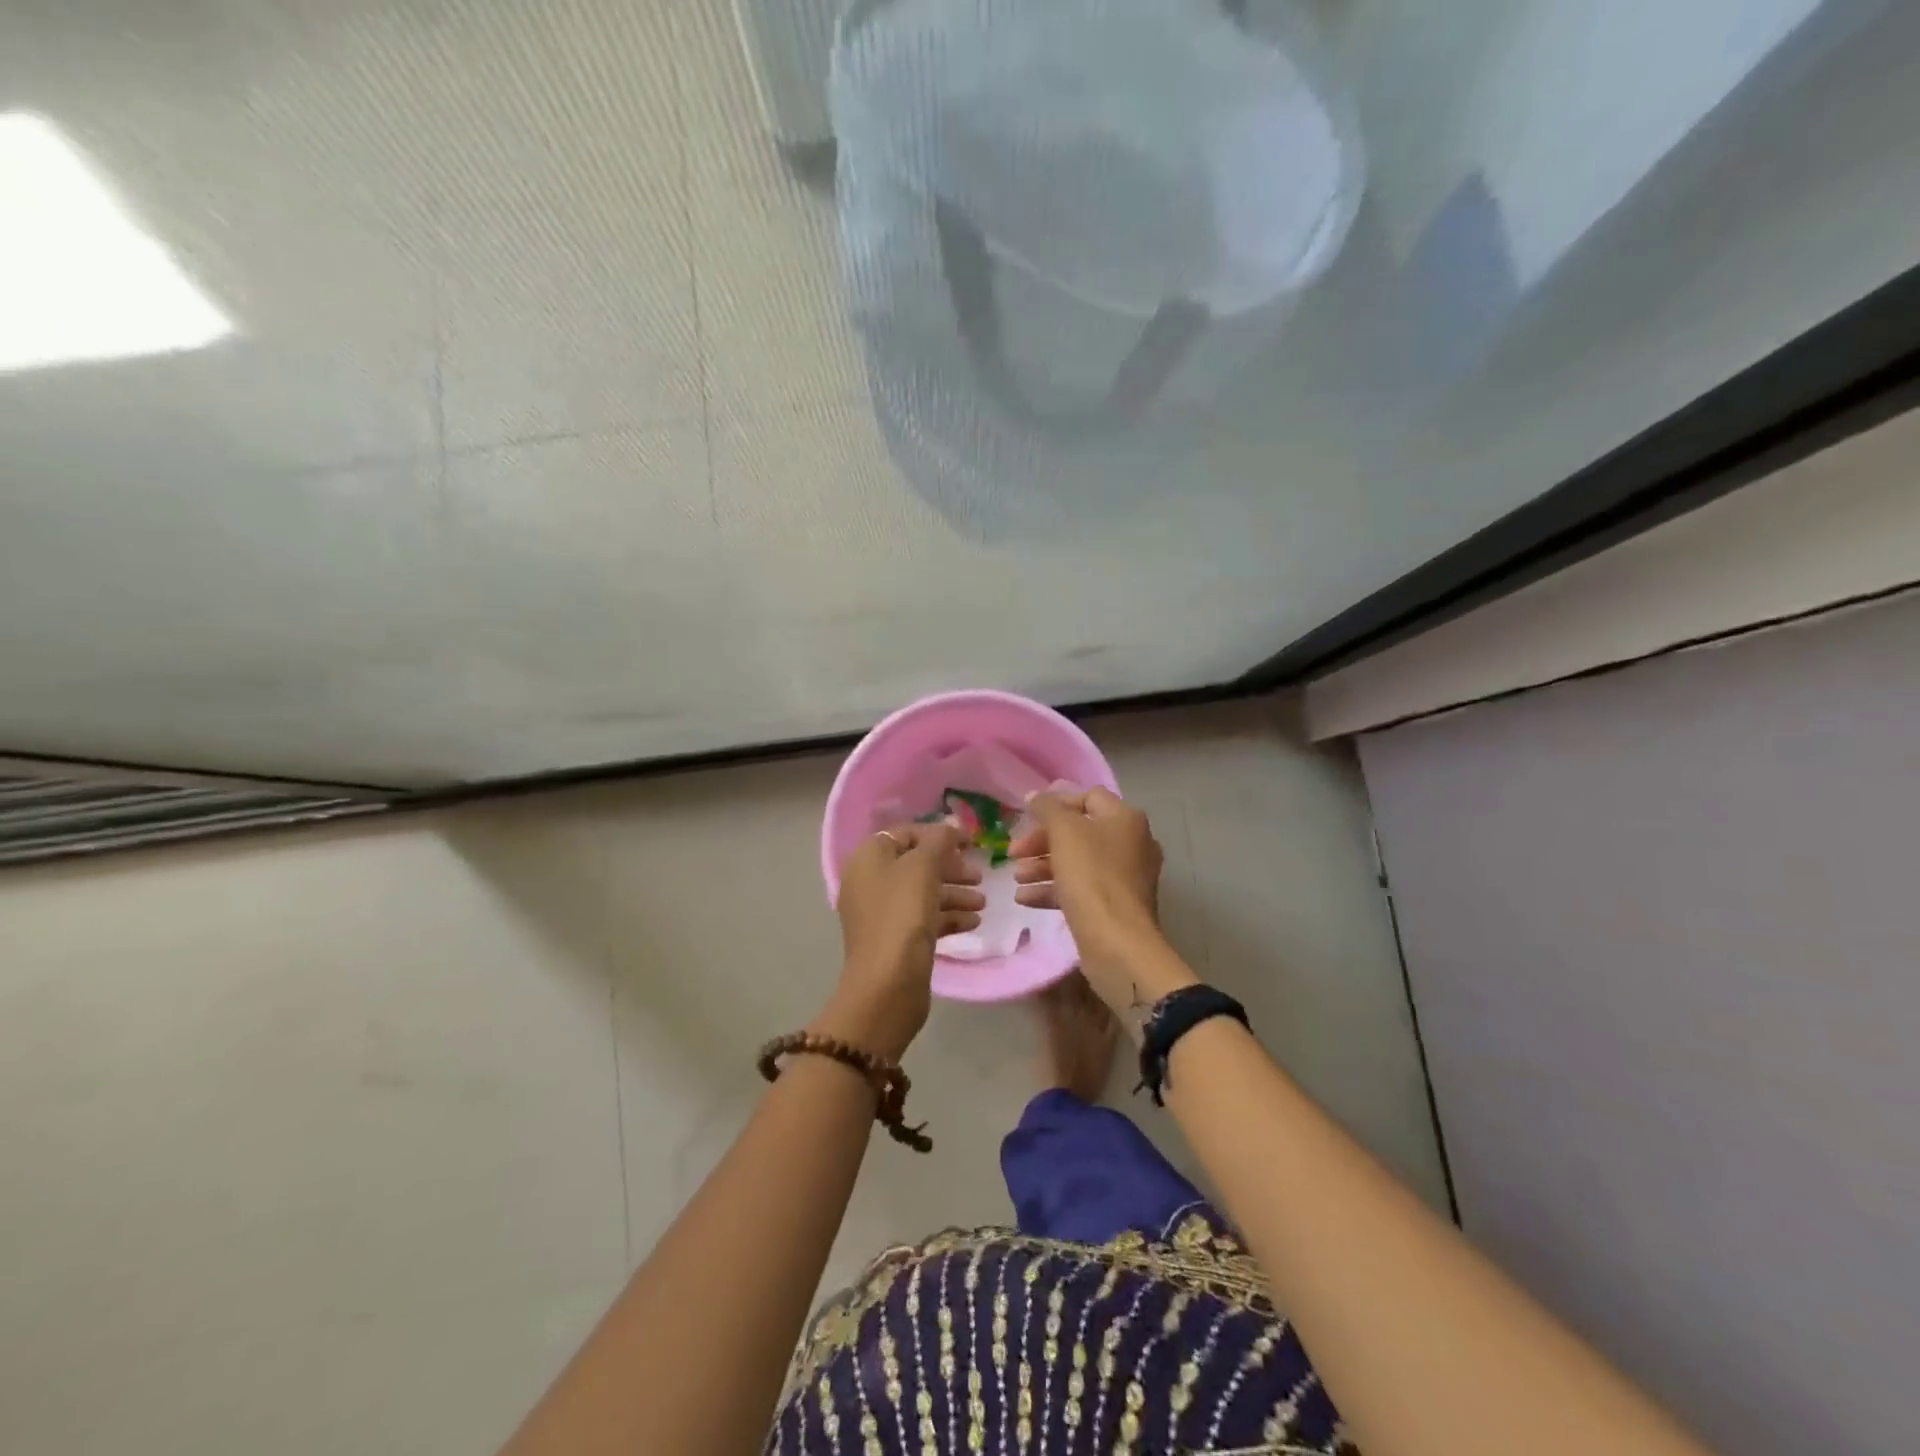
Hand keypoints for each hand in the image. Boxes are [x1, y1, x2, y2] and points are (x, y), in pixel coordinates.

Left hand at [820, 822, 984, 1059]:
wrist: (887, 985)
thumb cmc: (902, 915)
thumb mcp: (923, 868)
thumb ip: (939, 841)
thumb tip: (951, 825)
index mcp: (868, 858)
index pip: (905, 834)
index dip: (938, 835)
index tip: (970, 843)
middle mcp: (870, 882)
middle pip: (916, 864)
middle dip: (951, 868)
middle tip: (979, 876)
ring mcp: (881, 913)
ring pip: (922, 893)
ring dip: (954, 893)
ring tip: (983, 903)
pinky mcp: (895, 940)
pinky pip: (924, 918)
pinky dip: (948, 916)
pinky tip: (974, 923)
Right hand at [1012, 787, 1191, 1017]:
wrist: (1117, 942)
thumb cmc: (1091, 877)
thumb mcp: (1064, 833)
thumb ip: (1047, 809)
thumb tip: (1034, 795)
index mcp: (1125, 819)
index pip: (1088, 797)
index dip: (1056, 803)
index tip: (1027, 816)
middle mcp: (1131, 843)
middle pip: (1079, 831)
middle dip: (1042, 841)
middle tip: (1014, 852)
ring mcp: (1125, 877)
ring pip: (1077, 862)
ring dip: (1042, 866)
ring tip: (1017, 878)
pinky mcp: (1115, 905)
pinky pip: (1081, 888)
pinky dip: (1053, 889)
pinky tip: (1025, 899)